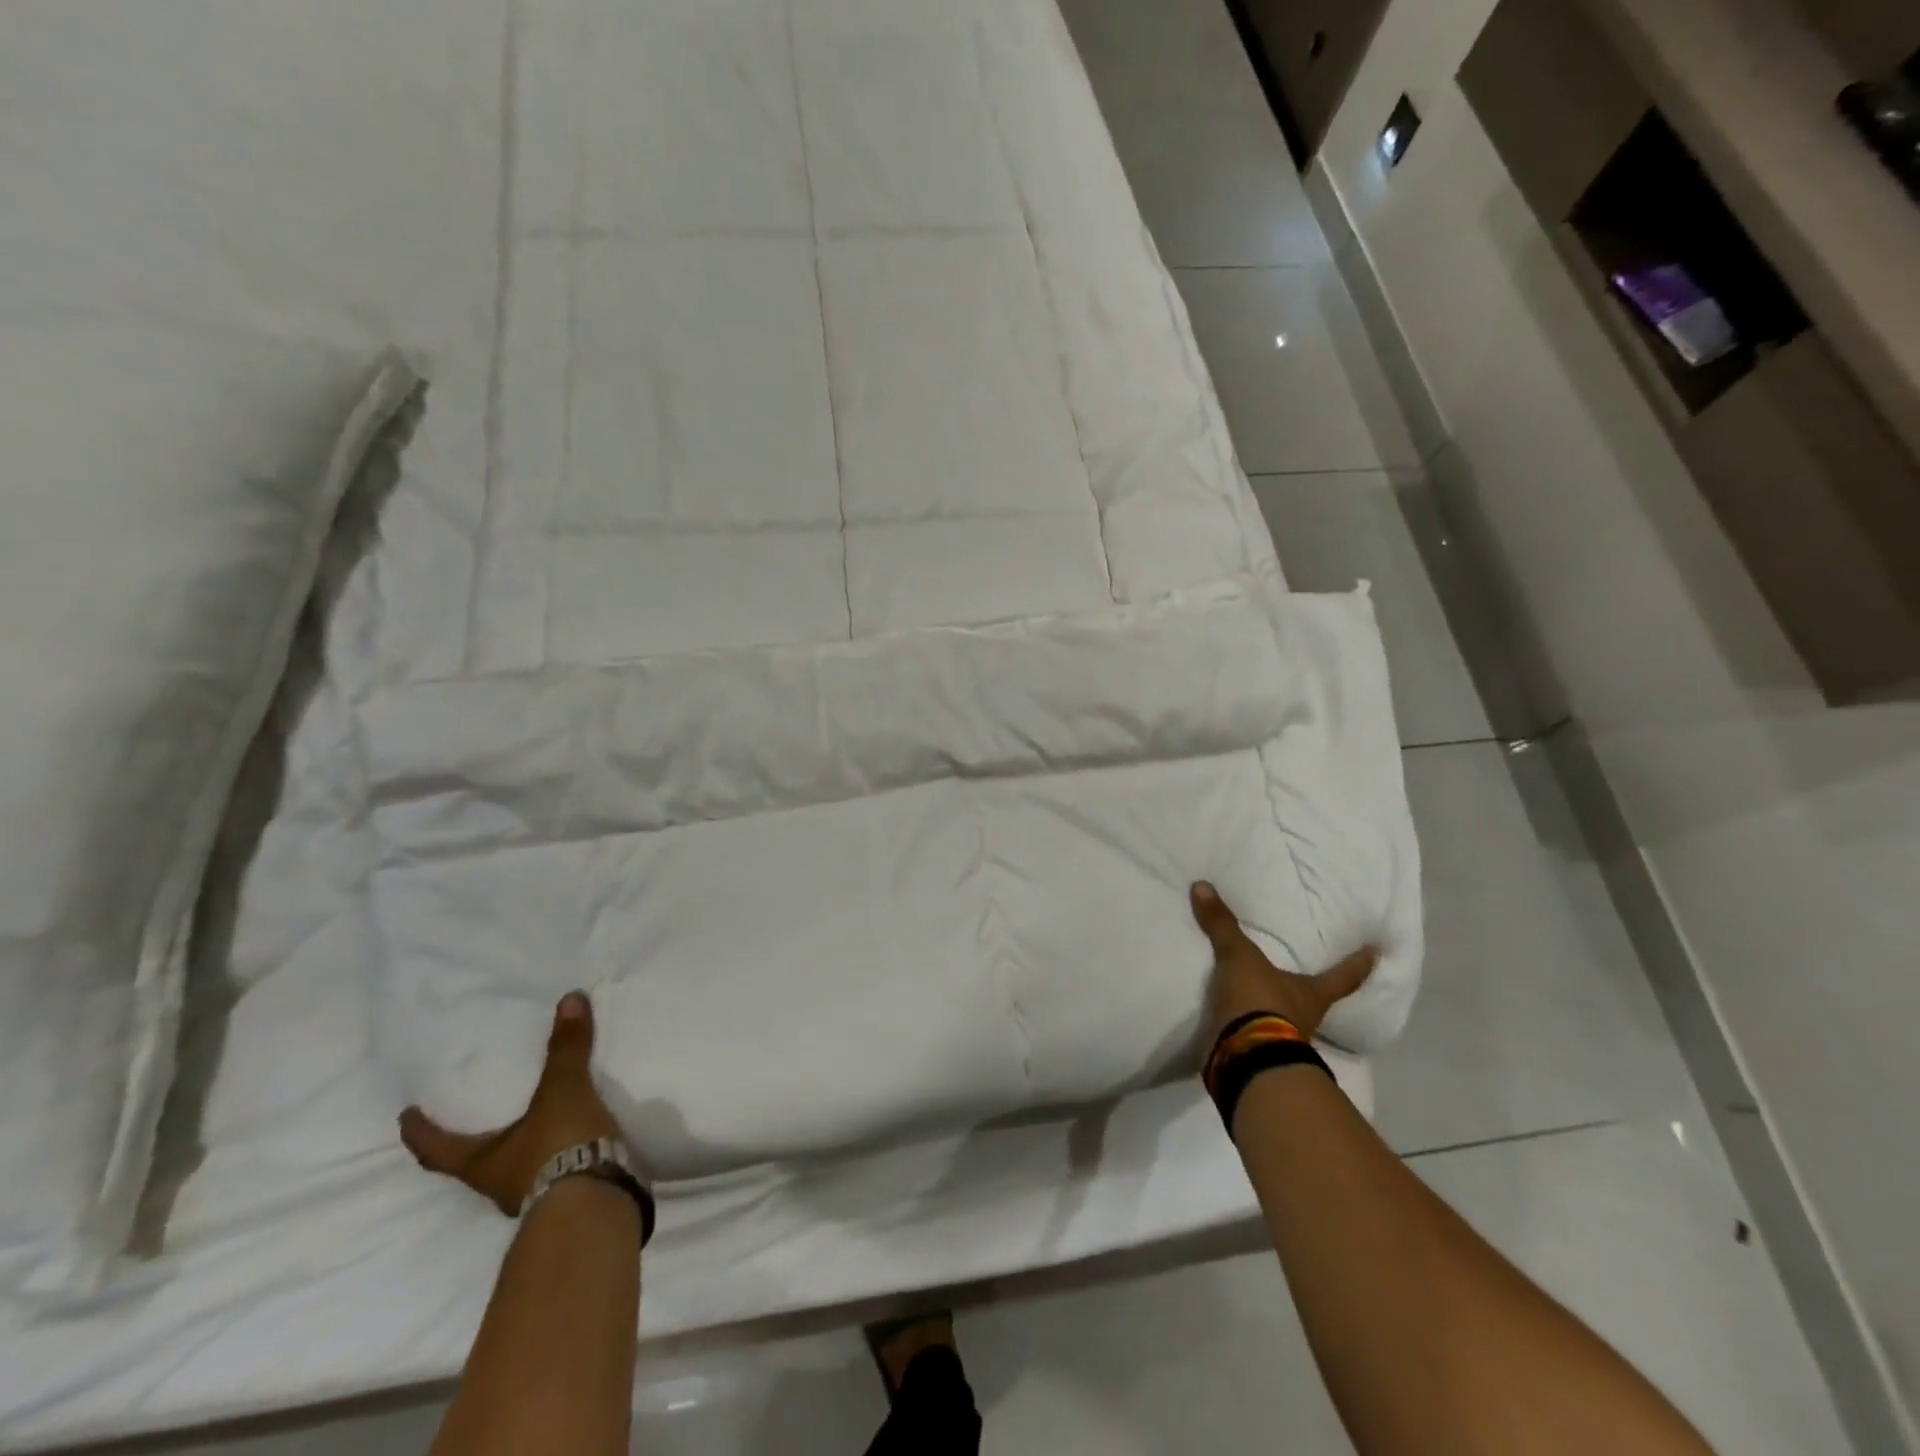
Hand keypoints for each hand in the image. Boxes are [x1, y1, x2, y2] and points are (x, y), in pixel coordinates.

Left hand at [399, 991, 623, 1216]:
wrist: (594, 1203)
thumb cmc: (558, 1147)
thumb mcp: (563, 1091)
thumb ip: (566, 1049)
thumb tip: (569, 998)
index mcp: (481, 1163)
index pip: (437, 1149)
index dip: (420, 1131)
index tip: (406, 1115)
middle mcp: (497, 1185)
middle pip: (472, 1164)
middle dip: (470, 1143)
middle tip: (472, 1117)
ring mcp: (530, 1197)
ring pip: (511, 1171)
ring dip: (516, 1151)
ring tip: (532, 1124)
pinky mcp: (564, 1199)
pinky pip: (549, 1174)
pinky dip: (552, 1157)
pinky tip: (569, 1143)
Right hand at [1191, 882, 1376, 1043]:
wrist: (1243, 1056)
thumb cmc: (1260, 1002)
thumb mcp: (1239, 957)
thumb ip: (1222, 925)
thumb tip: (1202, 885)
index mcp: (1312, 994)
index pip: (1343, 977)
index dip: (1359, 964)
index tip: (1376, 953)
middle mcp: (1304, 1018)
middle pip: (1314, 1000)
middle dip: (1311, 989)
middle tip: (1309, 972)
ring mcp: (1281, 1040)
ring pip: (1284, 1019)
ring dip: (1275, 1008)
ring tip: (1260, 990)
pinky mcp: (1256, 1053)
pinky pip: (1252, 1032)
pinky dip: (1244, 1024)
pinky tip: (1231, 1013)